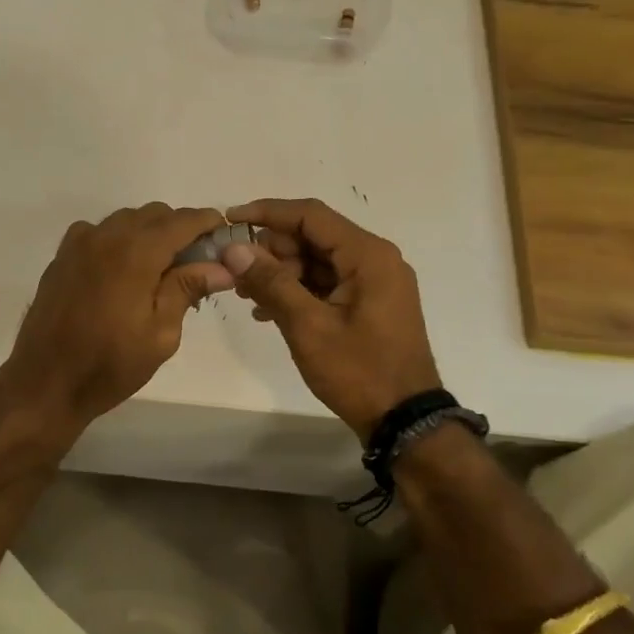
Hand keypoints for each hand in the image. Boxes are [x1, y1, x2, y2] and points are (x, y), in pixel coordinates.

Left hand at [0, 204, 233, 439]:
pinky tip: (123, 269)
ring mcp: (79, 244)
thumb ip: (187, 290)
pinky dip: (119, 239)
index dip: (207, 223)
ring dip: (149, 232)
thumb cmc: (110, 365)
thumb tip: (222, 267)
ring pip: (125, 220)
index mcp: (135, 253)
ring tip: (161, 267)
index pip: (181, 221)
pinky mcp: (62, 257)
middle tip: (196, 260)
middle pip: (154, 214)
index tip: (223, 234)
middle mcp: (106, 236)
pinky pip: (98, 232)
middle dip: (180, 228)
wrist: (46, 382)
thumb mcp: (160, 334)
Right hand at [221, 198, 442, 437]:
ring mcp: (374, 282)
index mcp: (368, 255)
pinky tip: (267, 311)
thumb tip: (234, 248)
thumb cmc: (358, 371)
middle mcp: (375, 259)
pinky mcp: (369, 303)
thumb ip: (271, 282)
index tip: (229, 219)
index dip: (267, 213)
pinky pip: (327, 282)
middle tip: (236, 271)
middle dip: (272, 250)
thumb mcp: (308, 326)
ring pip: (317, 260)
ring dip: (281, 272)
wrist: (404, 420)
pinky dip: (297, 290)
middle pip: (313, 236)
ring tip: (247, 296)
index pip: (310, 215)